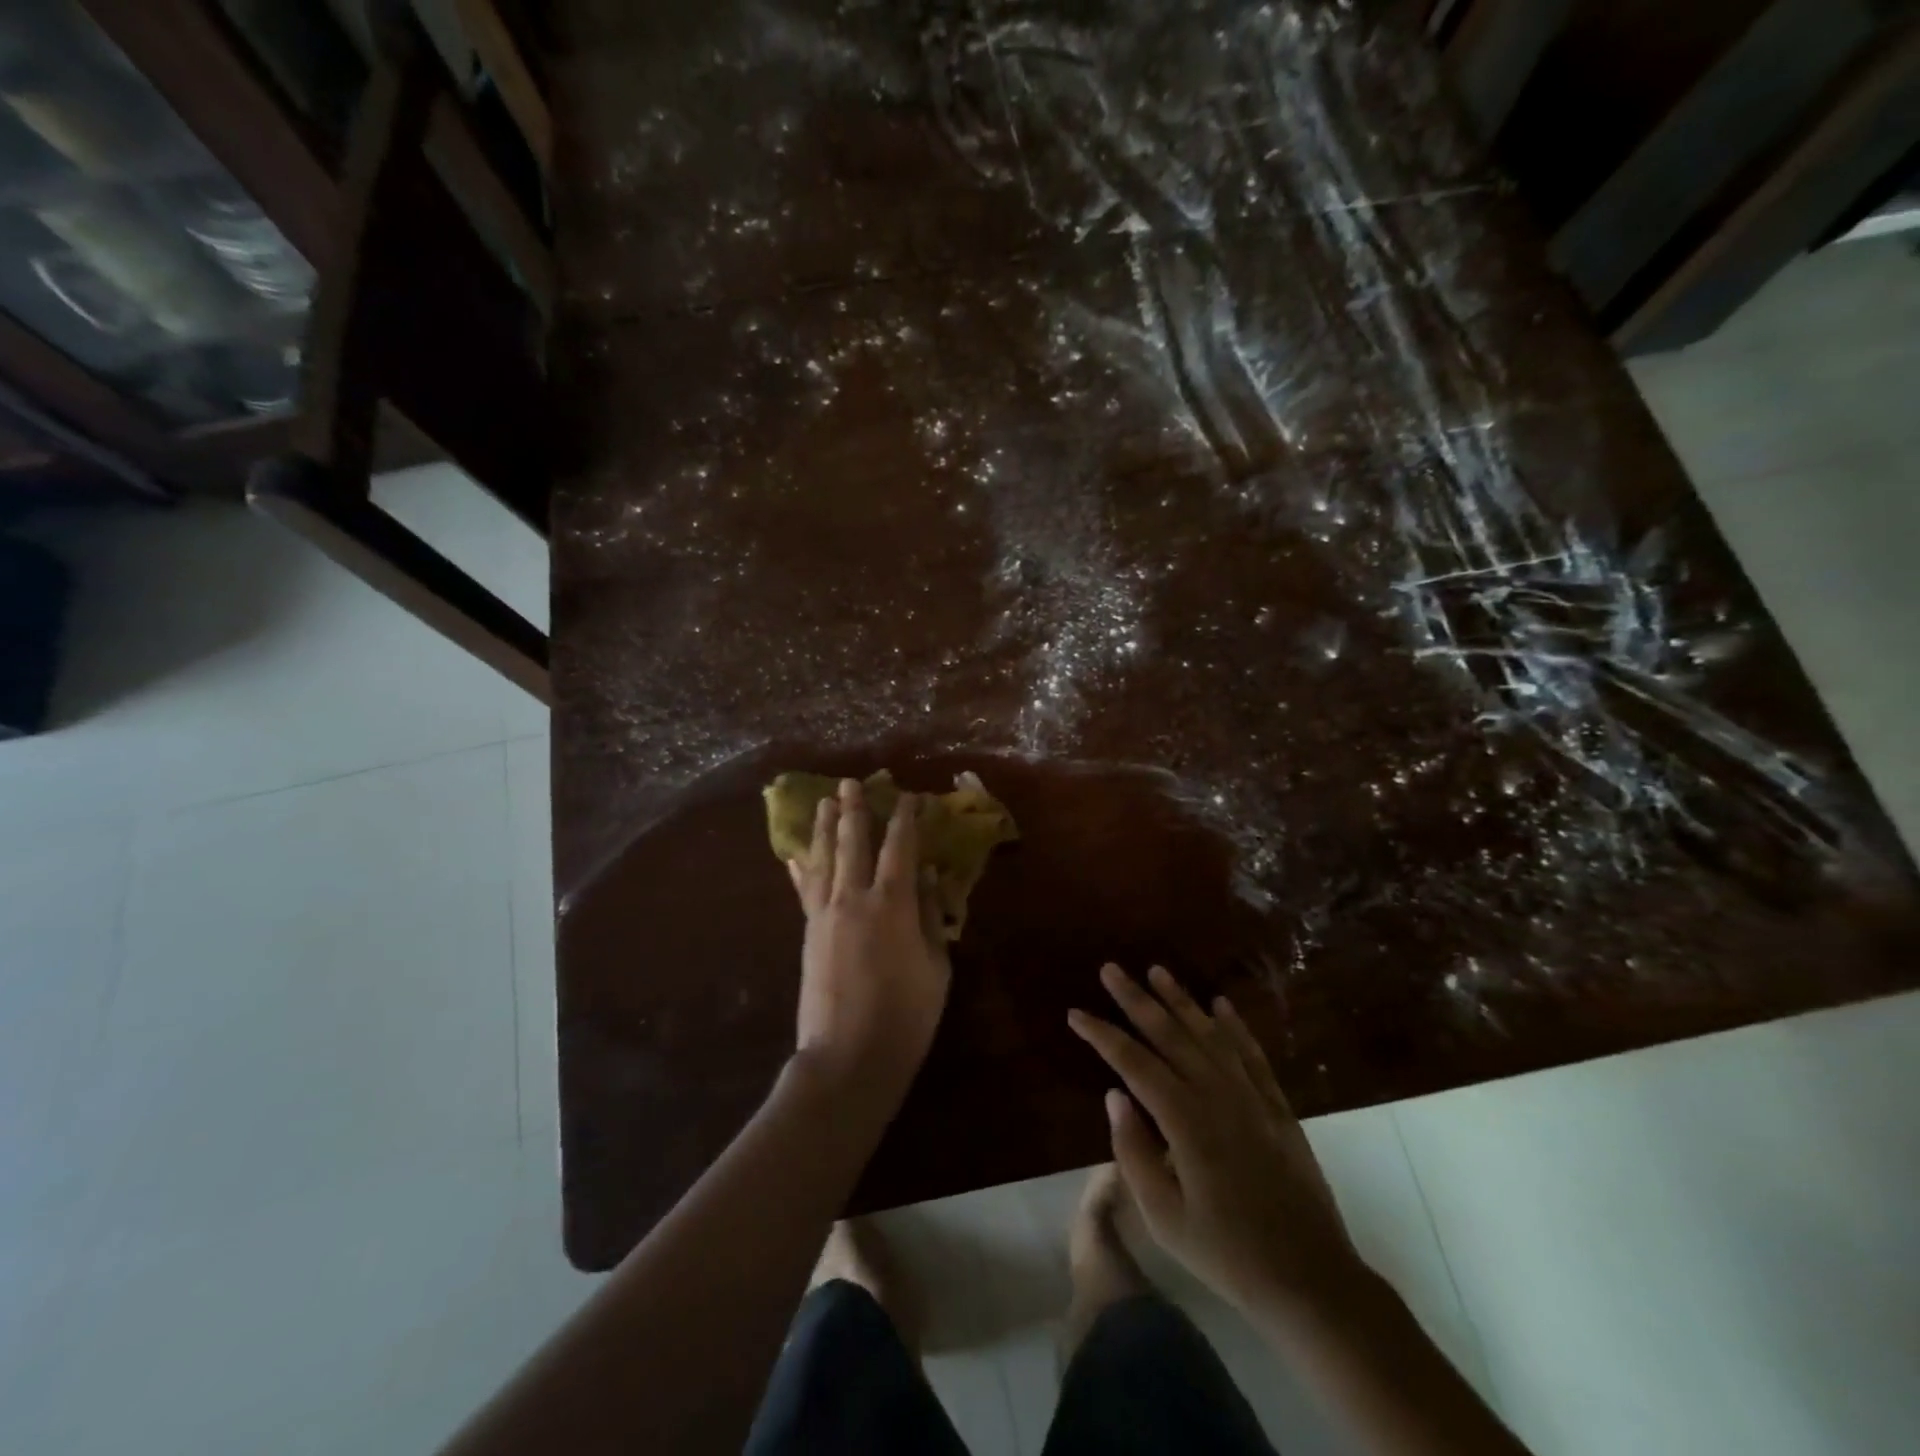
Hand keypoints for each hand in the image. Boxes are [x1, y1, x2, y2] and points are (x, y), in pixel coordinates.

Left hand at [788, 779, 950, 1103]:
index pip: (900, 848)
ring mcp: (826, 914)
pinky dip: (801, 870)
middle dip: (854, 810)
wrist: (847, 1056)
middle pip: (853, 843)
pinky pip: (805, 891)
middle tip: (851, 783)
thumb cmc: (906, 1015)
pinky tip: (795, 857)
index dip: (905, 820)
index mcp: (893, 904)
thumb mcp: (936, 966)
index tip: (909, 797)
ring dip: (826, 829)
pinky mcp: (808, 933)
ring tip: (826, 804)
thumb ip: (931, 916)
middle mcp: (855, 899)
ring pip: (824, 859)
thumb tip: (929, 876)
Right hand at [1069, 964, 1367, 1319]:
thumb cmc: (1227, 1254)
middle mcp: (1218, 1095)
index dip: (1102, 1035)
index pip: (1133, 1063)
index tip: (1075, 1013)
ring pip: (1210, 1034)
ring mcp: (1252, 1097)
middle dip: (1136, 999)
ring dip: (1181, 1000)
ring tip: (1157, 970)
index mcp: (1185, 1121)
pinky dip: (1235, 1025)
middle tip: (1111, 969)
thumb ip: (1134, 1152)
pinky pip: (1252, 1053)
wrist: (1311, 1279)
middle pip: (1170, 1034)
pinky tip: (1220, 1004)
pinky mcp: (1278, 1106)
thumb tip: (1113, 1094)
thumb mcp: (1165, 1218)